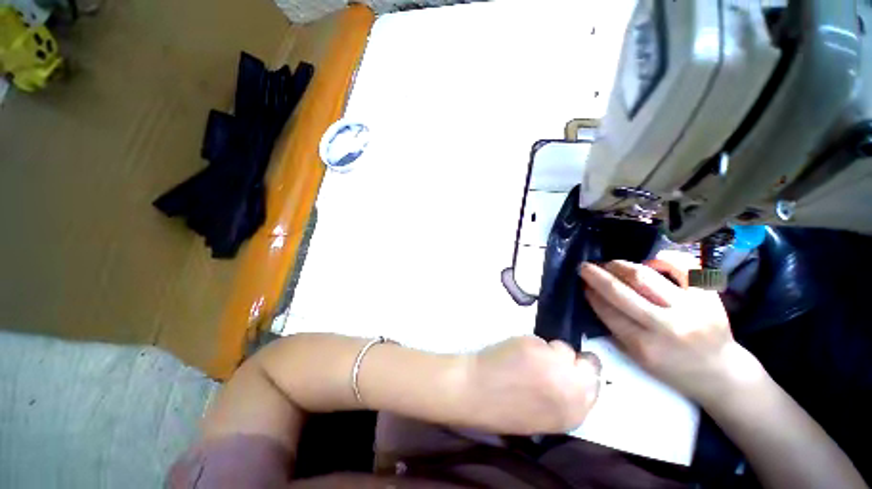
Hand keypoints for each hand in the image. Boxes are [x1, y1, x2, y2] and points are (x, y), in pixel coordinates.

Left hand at [461, 336, 600, 434]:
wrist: (474, 392)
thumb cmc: (504, 410)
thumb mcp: (545, 417)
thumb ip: (565, 399)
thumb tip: (572, 378)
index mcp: (574, 413)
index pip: (596, 385)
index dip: (583, 374)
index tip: (572, 368)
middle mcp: (571, 388)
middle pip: (587, 362)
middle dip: (571, 360)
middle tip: (552, 359)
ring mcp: (553, 363)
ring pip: (561, 347)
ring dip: (548, 350)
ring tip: (527, 358)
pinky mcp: (534, 345)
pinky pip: (540, 340)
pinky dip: (530, 344)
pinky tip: (515, 353)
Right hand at [579, 260, 748, 404]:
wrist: (720, 373)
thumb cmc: (672, 368)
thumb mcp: (637, 357)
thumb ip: (614, 326)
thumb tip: (594, 295)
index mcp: (645, 346)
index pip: (607, 310)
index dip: (591, 293)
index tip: (582, 284)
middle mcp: (666, 326)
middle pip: (621, 291)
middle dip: (597, 275)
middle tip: (584, 266)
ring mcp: (690, 308)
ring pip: (644, 276)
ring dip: (620, 266)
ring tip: (610, 264)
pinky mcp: (708, 296)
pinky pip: (683, 267)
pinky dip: (664, 258)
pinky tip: (650, 260)